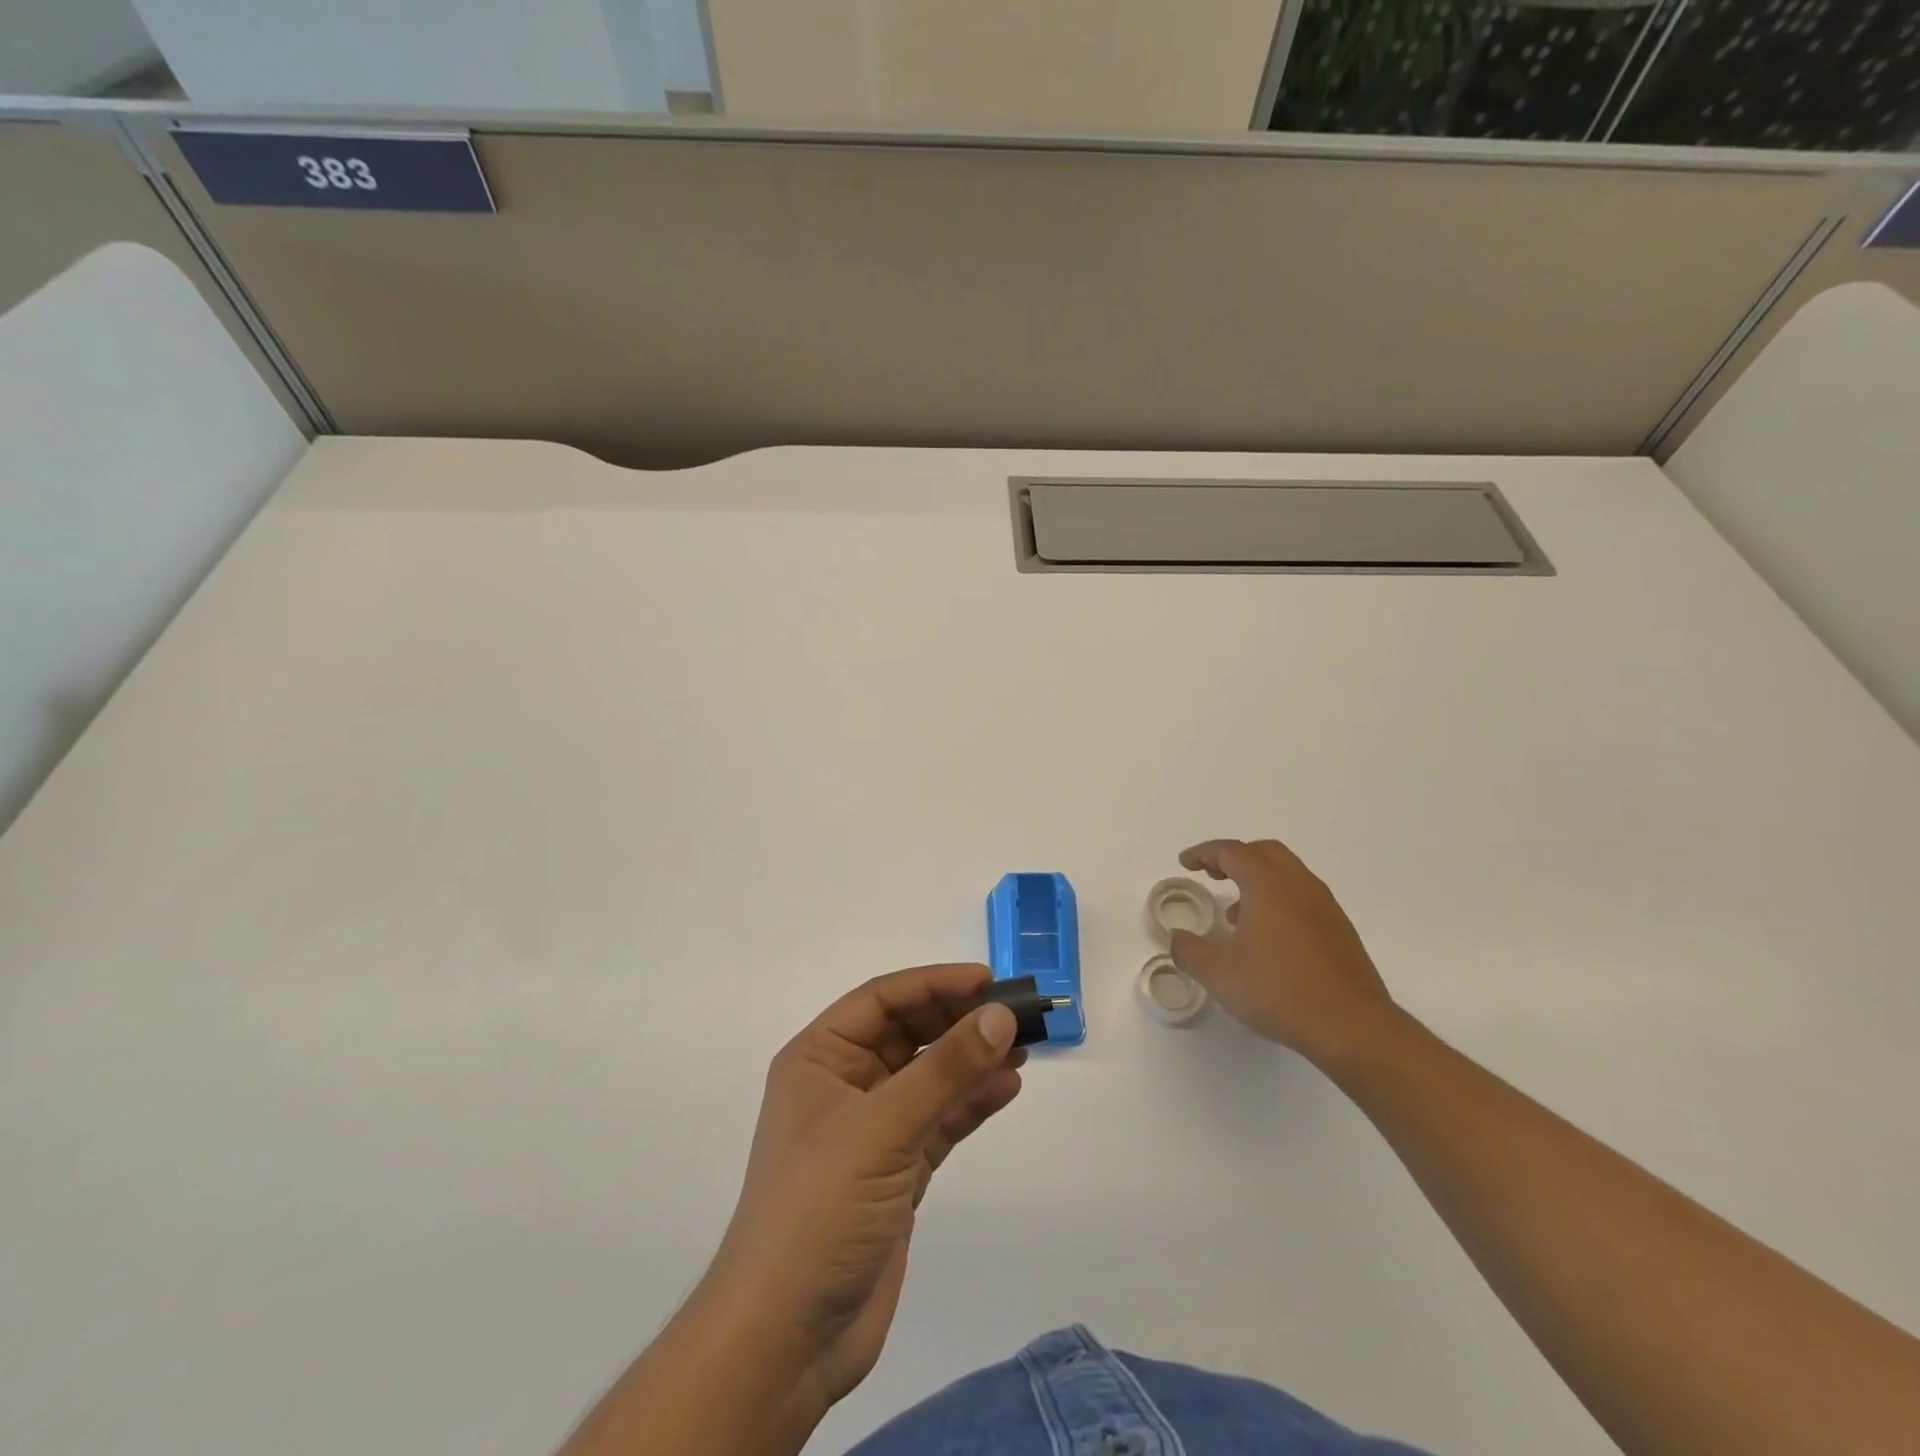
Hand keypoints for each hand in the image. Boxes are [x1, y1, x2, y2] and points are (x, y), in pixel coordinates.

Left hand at [703, 964, 1024, 1417]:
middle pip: (909, 1034)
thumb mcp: (882, 1128)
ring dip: (972, 1059)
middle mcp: (844, 1084)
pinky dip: (971, 1103)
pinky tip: (1007, 1087)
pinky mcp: (896, 1170)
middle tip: (1017, 1012)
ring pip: (929, 1076)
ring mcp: (872, 1129)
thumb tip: (1001, 1015)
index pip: (882, 1000)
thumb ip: (945, 1070)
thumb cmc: (819, 1210)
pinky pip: (940, 1119)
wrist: (786, 1340)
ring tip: (1023, 1046)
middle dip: (959, 1020)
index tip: (989, 980)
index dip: (934, 983)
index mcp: (819, 1058)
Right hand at [1170, 838, 1396, 1065]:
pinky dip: (1278, 899)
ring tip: (1235, 912)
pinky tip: (1267, 937)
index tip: (1186, 863)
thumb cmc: (1279, 990)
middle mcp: (1299, 885)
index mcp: (1268, 884)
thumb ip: (1190, 951)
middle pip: (1264, 852)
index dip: (1204, 852)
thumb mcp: (1219, 974)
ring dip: (1258, 879)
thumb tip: (1177, 939)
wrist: (1352, 1026)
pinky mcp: (1340, 930)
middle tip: (1211, 874)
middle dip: (1234, 857)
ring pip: (1287, 873)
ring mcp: (1325, 906)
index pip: (1232, 851)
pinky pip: (1302, 897)